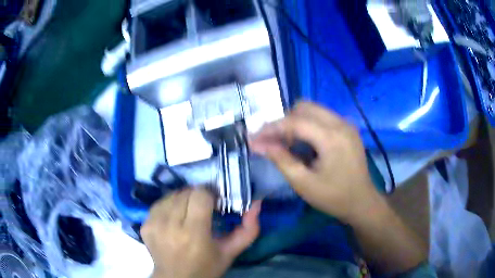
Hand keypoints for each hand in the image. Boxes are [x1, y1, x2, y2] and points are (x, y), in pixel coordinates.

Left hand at [141, 189, 260, 277]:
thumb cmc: (206, 268)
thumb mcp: (230, 252)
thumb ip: (248, 230)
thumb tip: (257, 203)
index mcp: (193, 233)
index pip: (199, 195)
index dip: (209, 195)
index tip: (214, 203)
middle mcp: (170, 226)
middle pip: (185, 193)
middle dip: (197, 197)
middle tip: (203, 209)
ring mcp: (154, 224)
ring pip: (171, 196)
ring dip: (183, 200)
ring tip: (188, 213)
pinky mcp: (145, 225)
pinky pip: (159, 204)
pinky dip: (169, 206)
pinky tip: (174, 218)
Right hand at [250, 102, 380, 222]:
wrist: (362, 202)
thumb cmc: (333, 197)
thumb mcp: (303, 183)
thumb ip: (281, 160)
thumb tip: (258, 144)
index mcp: (332, 138)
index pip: (295, 122)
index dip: (271, 128)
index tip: (254, 137)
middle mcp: (340, 123)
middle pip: (304, 107)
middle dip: (284, 122)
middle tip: (273, 142)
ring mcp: (346, 124)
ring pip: (313, 110)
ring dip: (295, 122)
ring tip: (288, 144)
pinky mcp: (348, 128)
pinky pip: (322, 117)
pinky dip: (308, 125)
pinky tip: (304, 144)